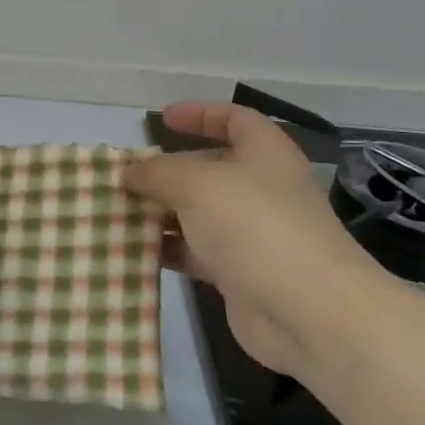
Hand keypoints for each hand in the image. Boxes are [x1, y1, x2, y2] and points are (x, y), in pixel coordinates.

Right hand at [125, 102, 389, 377]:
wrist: (306, 310)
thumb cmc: (254, 226)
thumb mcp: (196, 184)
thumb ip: (157, 172)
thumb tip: (129, 172)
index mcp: (265, 154)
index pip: (235, 120)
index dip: (200, 114)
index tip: (163, 118)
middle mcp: (261, 189)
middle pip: (210, 169)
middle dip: (168, 171)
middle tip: (127, 177)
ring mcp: (252, 234)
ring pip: (198, 214)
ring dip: (161, 213)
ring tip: (118, 212)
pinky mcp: (240, 273)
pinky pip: (196, 252)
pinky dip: (168, 249)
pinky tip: (133, 250)